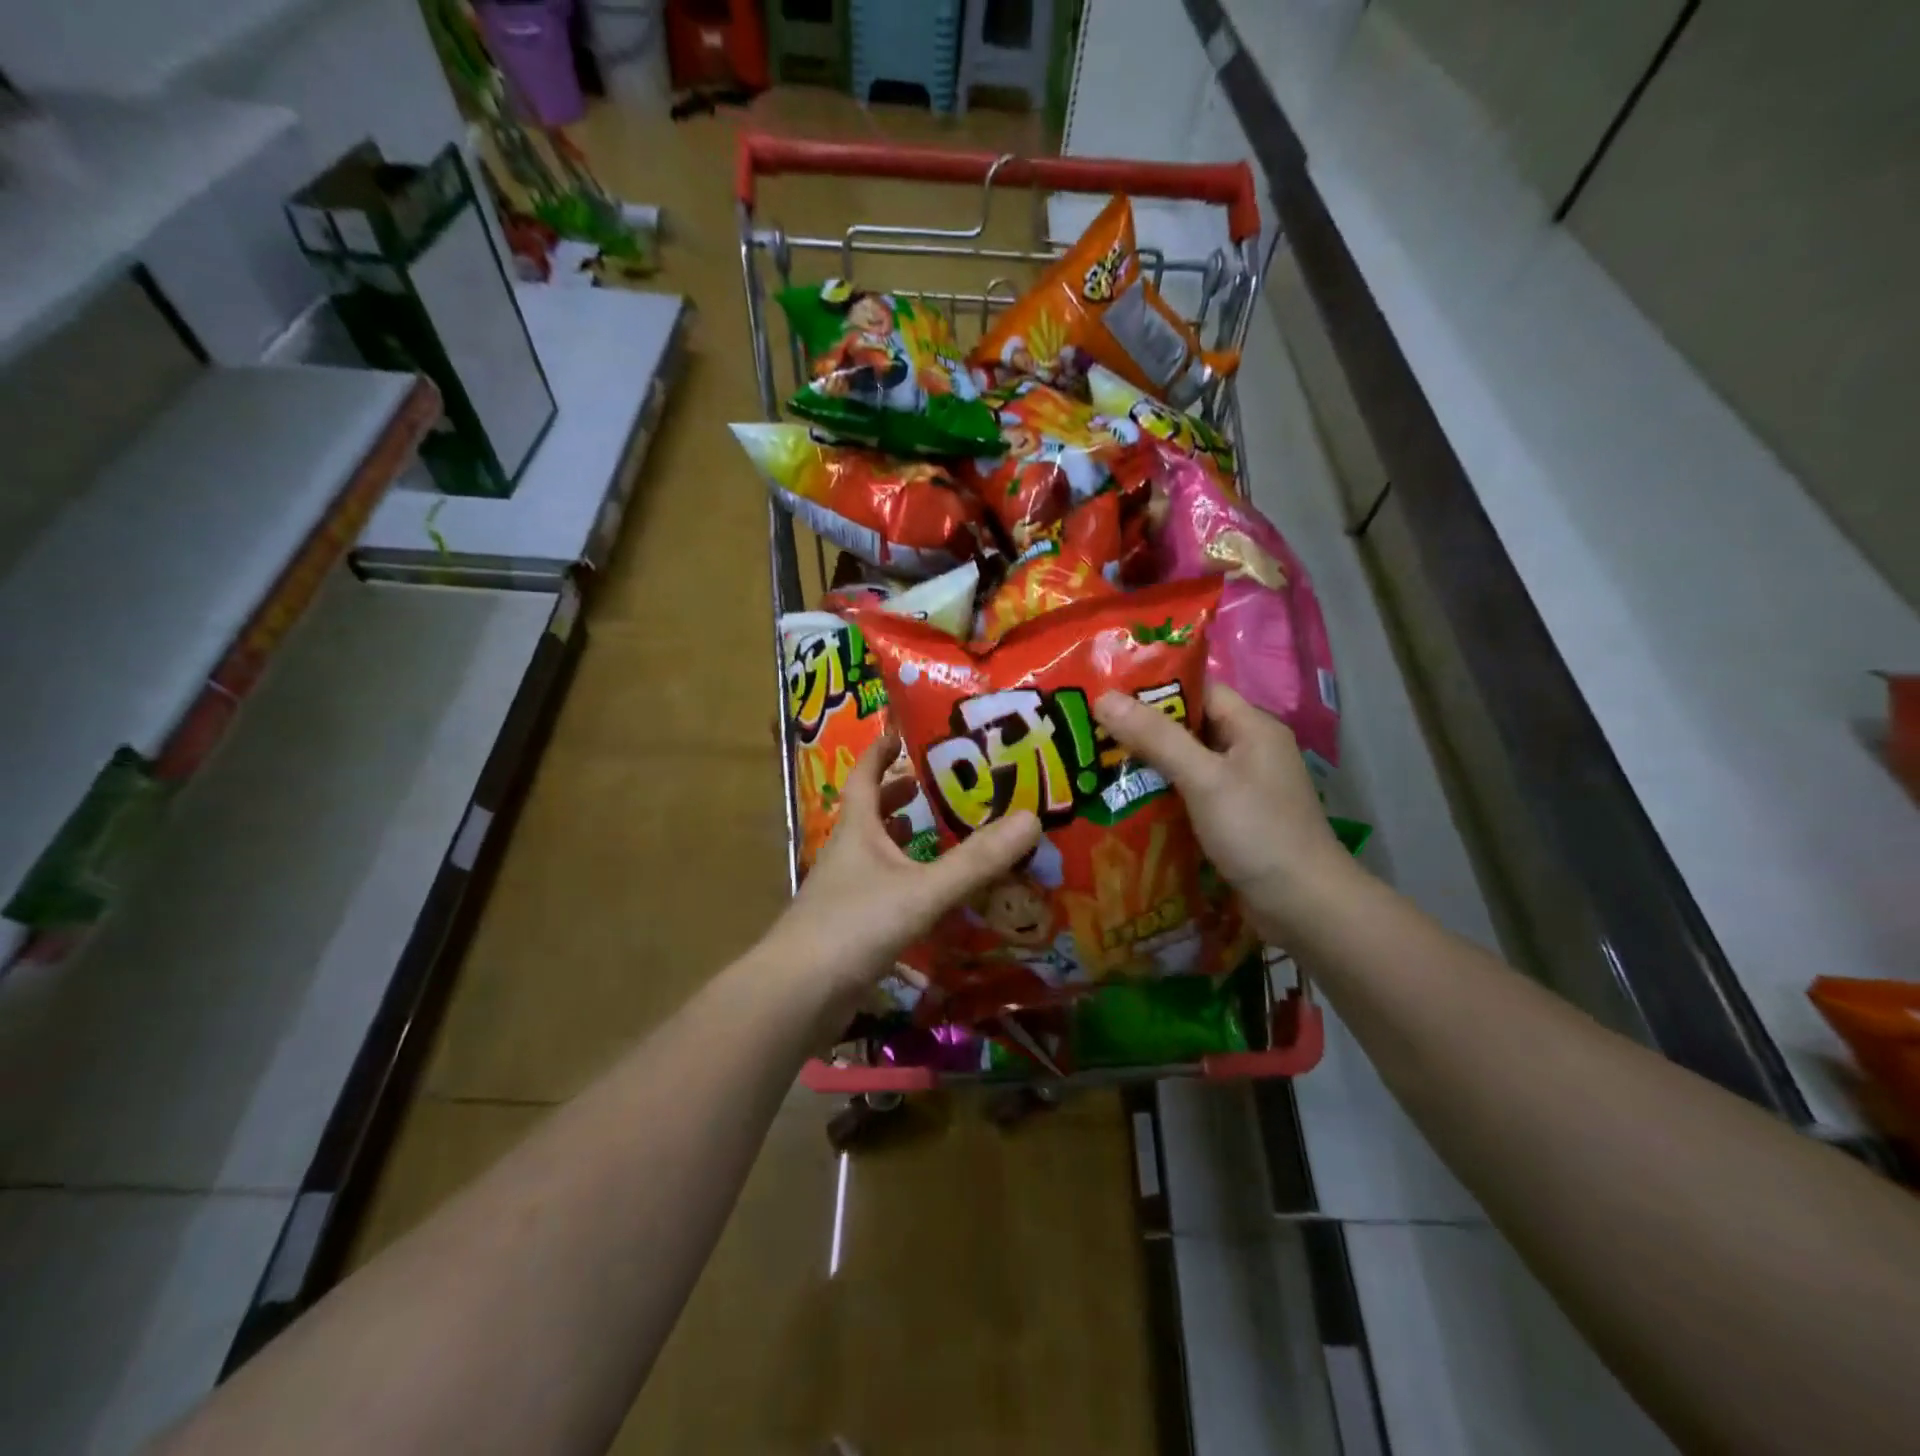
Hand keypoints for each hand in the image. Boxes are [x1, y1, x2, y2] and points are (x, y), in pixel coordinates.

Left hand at [764, 731, 1041, 1003]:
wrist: (796, 996)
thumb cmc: (854, 927)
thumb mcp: (922, 890)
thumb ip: (976, 861)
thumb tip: (1032, 818)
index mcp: (857, 831)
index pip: (866, 777)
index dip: (881, 752)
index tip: (903, 732)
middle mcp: (848, 855)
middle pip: (872, 814)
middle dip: (901, 797)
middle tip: (940, 787)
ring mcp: (845, 893)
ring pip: (878, 855)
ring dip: (906, 842)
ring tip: (943, 837)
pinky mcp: (849, 928)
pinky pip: (884, 892)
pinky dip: (908, 885)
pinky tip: (934, 899)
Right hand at [1094, 683, 1354, 941]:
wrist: (1304, 907)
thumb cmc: (1257, 832)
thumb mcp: (1204, 778)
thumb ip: (1156, 737)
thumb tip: (1104, 697)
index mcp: (1252, 728)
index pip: (1198, 691)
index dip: (1153, 689)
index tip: (1106, 693)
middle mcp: (1249, 751)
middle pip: (1188, 727)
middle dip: (1142, 729)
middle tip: (1091, 731)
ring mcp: (1242, 788)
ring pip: (1186, 764)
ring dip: (1148, 765)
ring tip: (1096, 764)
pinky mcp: (1233, 820)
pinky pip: (1190, 795)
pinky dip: (1161, 795)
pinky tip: (1126, 802)